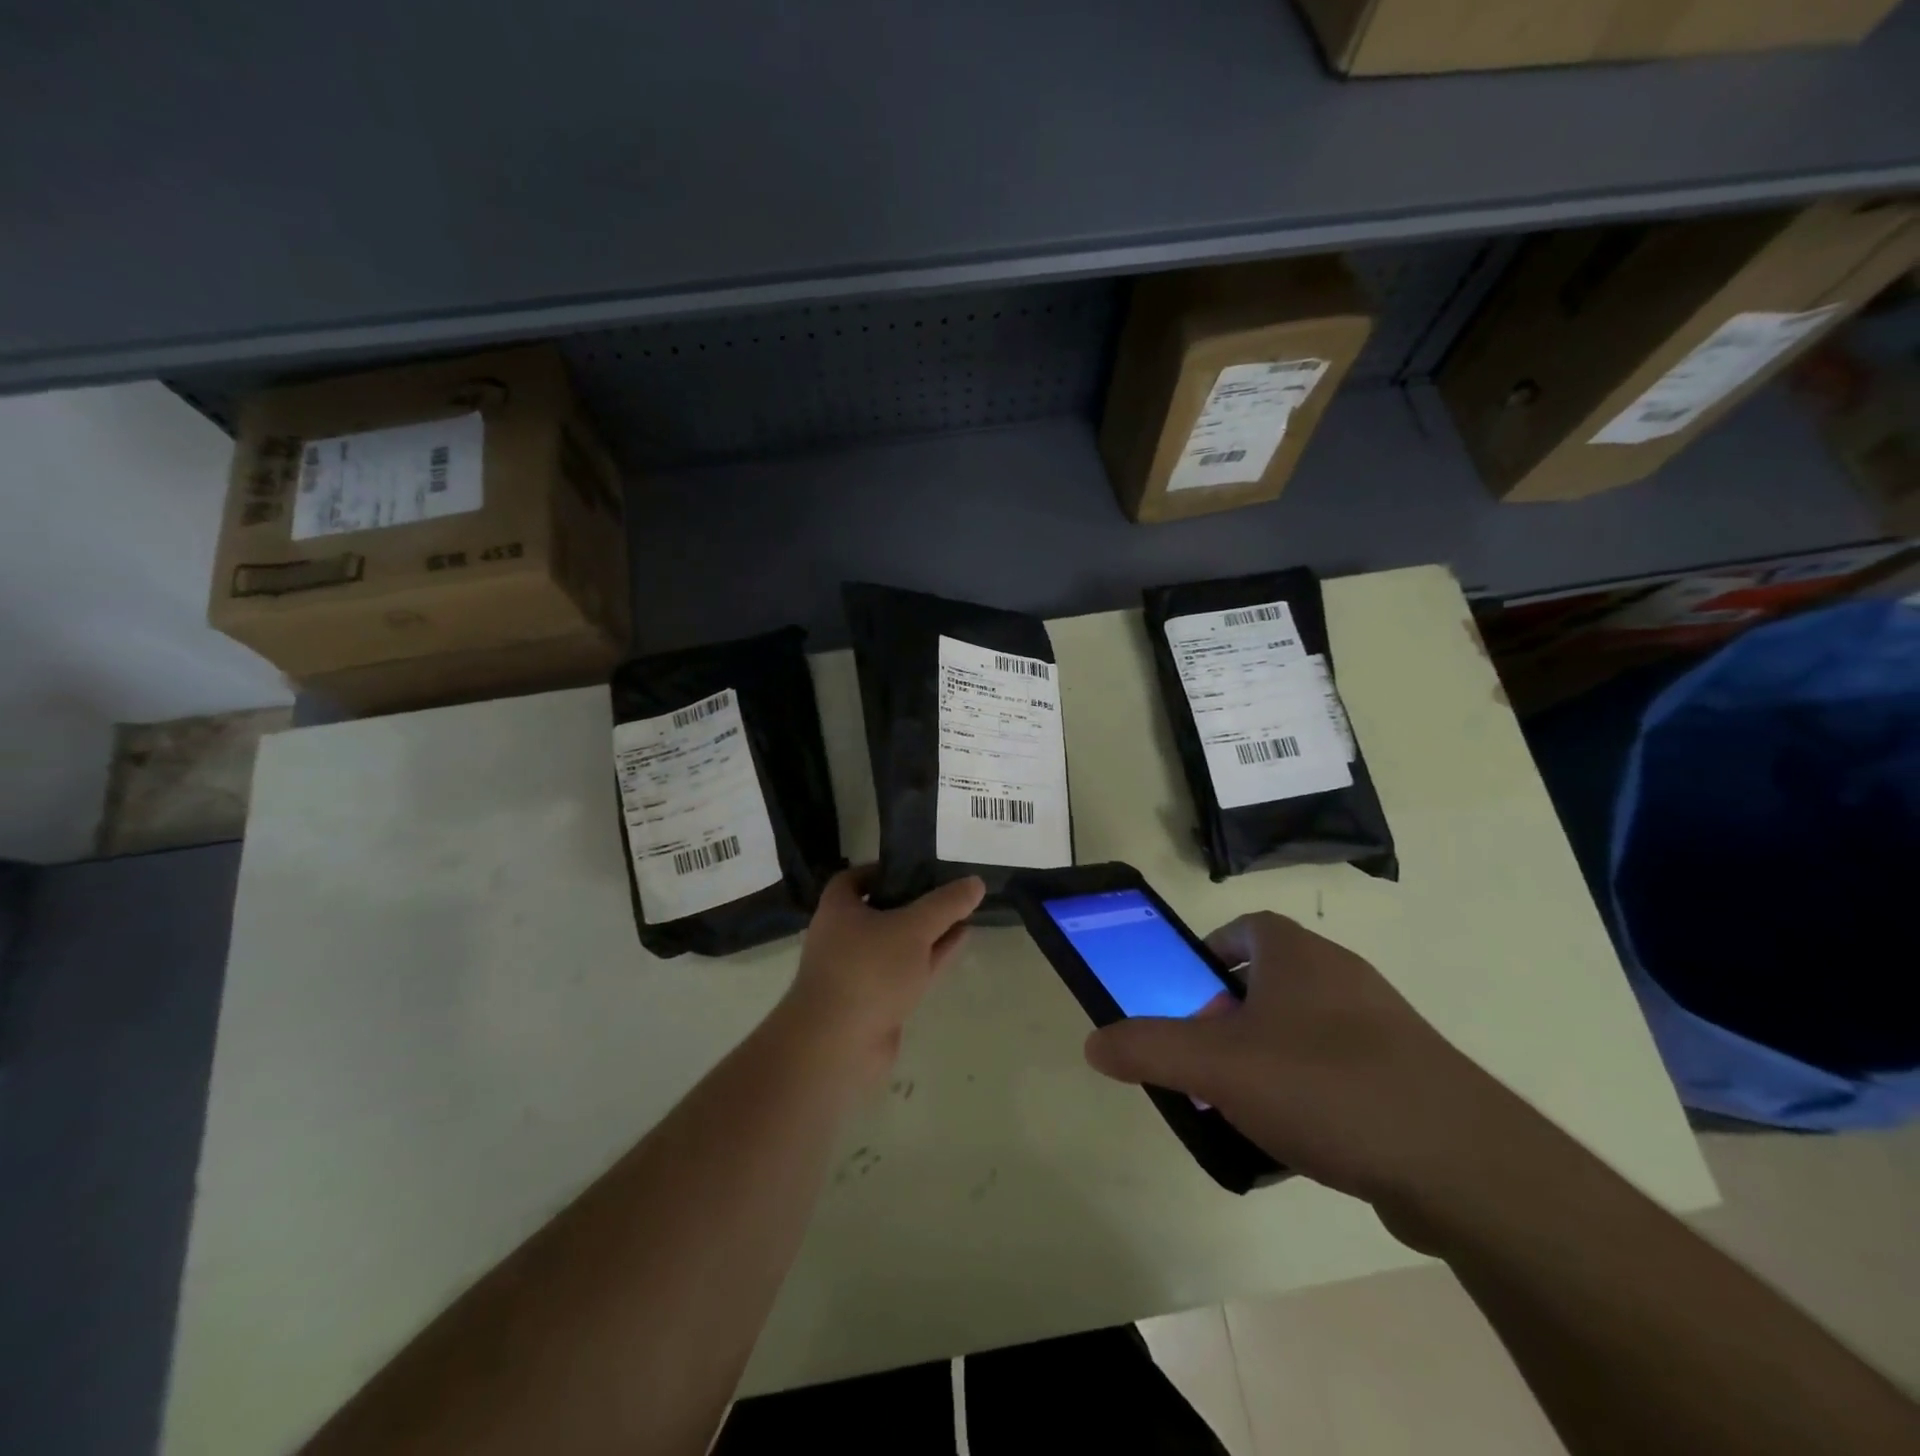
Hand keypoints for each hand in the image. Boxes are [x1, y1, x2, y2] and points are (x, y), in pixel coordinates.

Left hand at [778, 866, 984, 1088]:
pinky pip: (907, 970)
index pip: (856, 879)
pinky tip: (959, 943)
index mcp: (839, 909)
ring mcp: (860, 971)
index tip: (917, 867)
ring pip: (899, 943)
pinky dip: (931, 956)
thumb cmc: (868, 970)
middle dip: (916, 901)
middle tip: (950, 890)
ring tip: (965, 914)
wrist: (838, 1045)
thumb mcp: (913, 928)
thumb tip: (976, 882)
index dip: (884, 870)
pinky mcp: (876, 1001)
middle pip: (882, 910)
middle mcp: (844, 937)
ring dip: (929, 931)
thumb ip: (946, 904)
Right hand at [1084, 912, 1545, 1235]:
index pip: (1246, 928)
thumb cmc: (1323, 1085)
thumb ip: (1148, 1048)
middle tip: (1206, 1057)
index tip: (1189, 991)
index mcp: (1297, 955)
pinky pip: (1342, 1071)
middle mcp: (1342, 977)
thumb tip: (1093, 1042)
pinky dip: (1311, 1093)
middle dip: (1231, 1015)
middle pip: (1272, 981)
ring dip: (1269, 1056)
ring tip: (1244, 1106)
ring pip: (1306, 1029)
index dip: (1212, 952)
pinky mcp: (1411, 1078)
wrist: (1462, 1163)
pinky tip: (1299, 1142)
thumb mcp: (1216, 1065)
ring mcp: (1383, 1027)